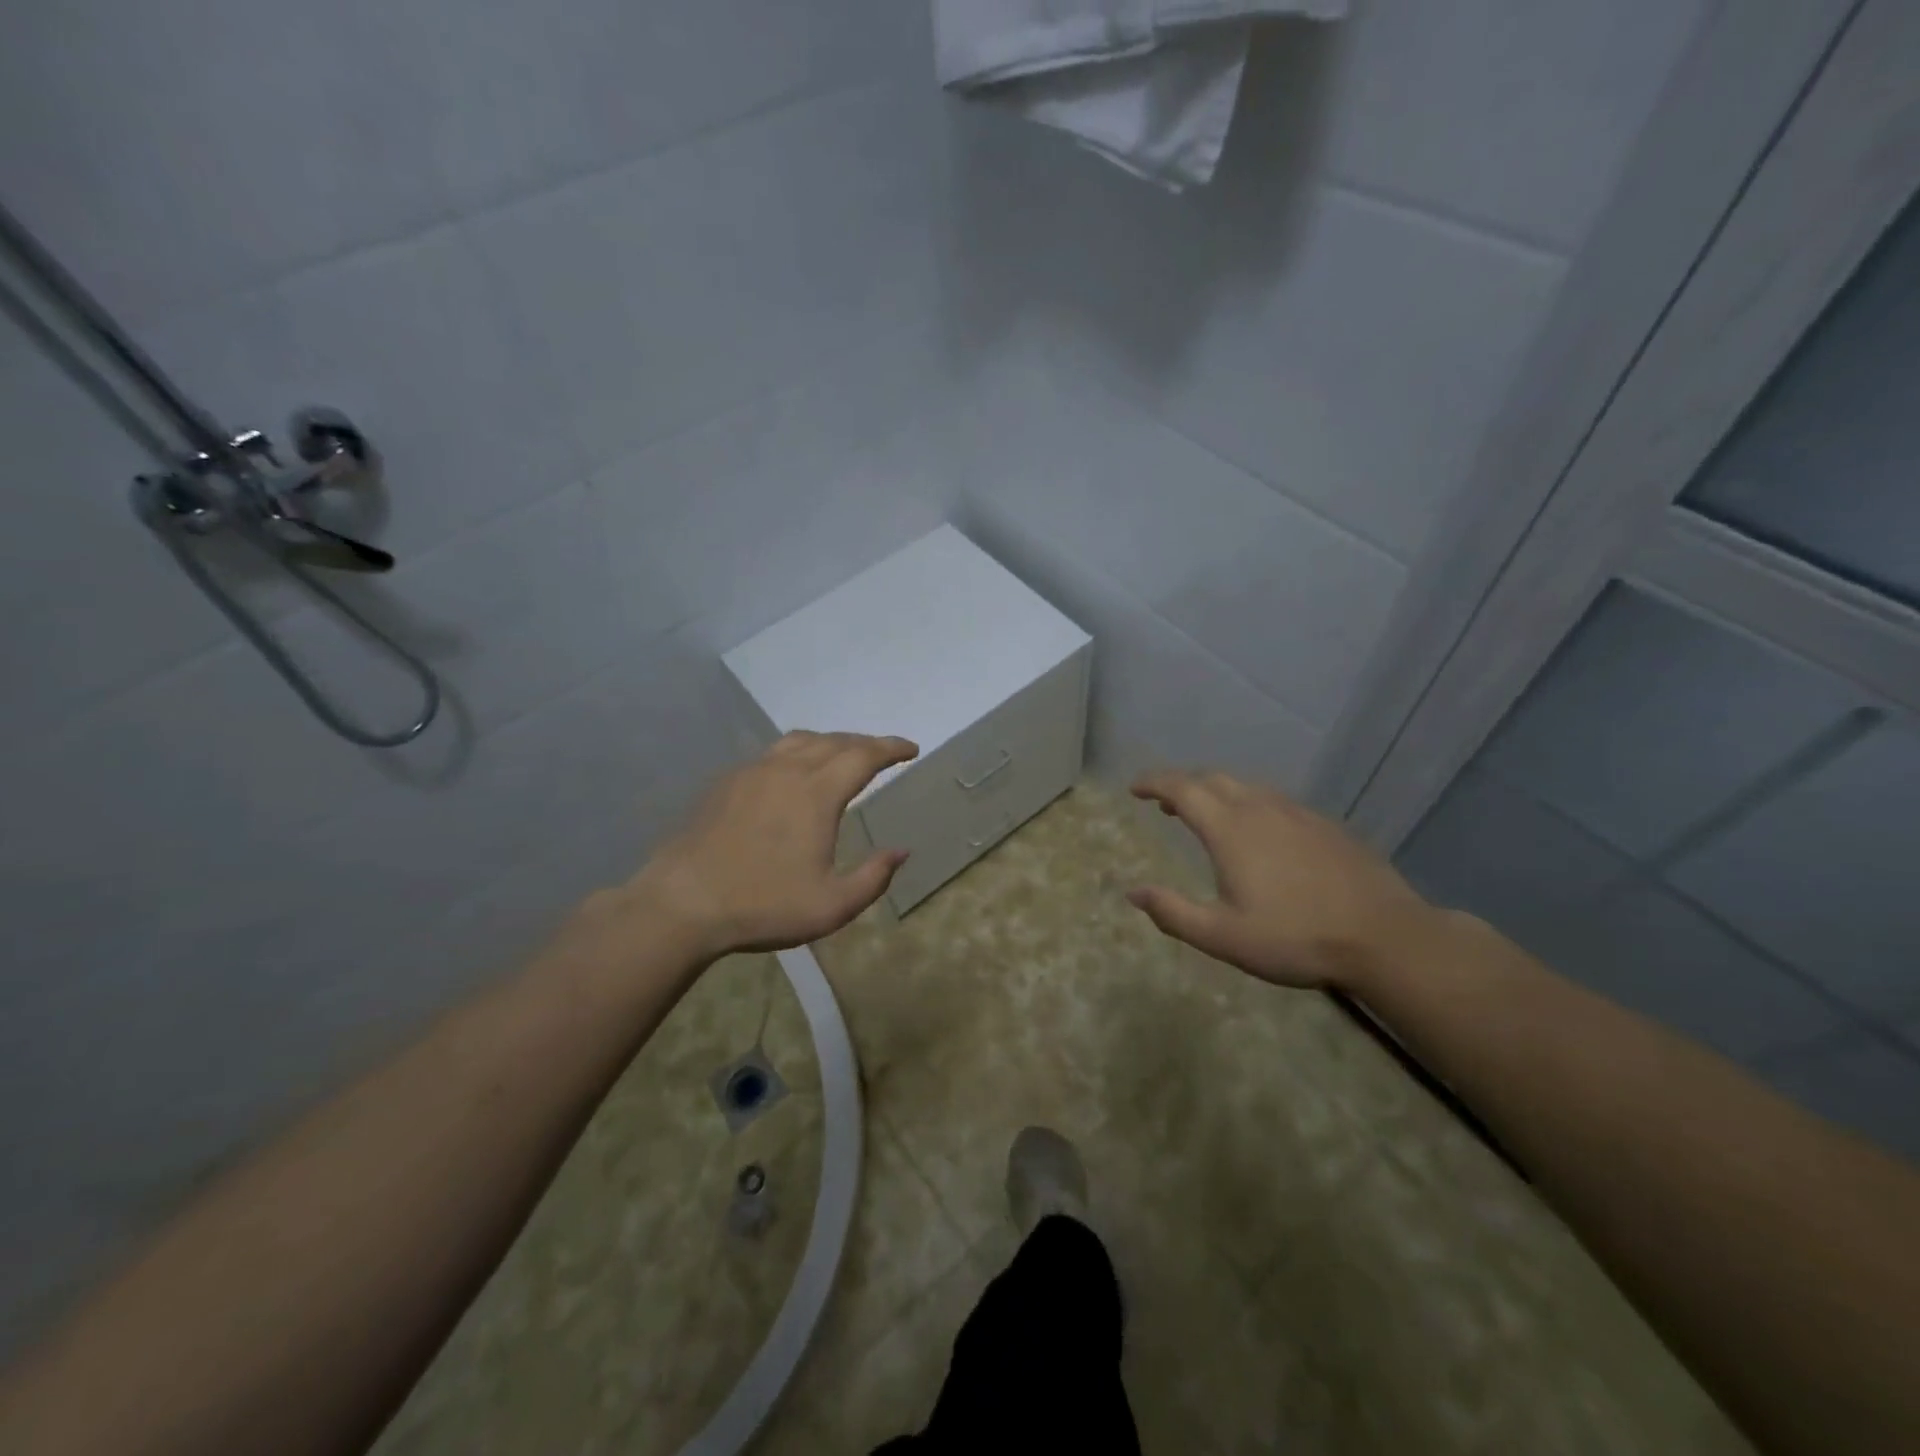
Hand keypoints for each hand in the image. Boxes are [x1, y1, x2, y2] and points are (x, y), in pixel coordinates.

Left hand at [633, 730, 918, 960]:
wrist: (682, 902)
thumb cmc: (763, 905)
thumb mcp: (832, 906)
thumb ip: (874, 877)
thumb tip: (901, 851)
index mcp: (817, 793)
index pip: (864, 755)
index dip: (891, 748)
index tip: (911, 749)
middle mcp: (787, 770)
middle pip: (835, 741)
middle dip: (865, 743)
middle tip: (884, 753)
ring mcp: (752, 772)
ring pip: (800, 741)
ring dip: (830, 742)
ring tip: (843, 755)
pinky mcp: (726, 782)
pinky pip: (773, 753)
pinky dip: (798, 753)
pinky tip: (794, 774)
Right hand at [1126, 769, 1437, 989]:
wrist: (1386, 937)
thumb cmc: (1296, 938)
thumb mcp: (1223, 937)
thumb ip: (1173, 913)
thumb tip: (1133, 893)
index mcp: (1230, 829)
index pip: (1181, 789)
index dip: (1153, 783)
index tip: (1134, 788)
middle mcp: (1260, 808)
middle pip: (1212, 779)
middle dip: (1182, 785)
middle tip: (1165, 804)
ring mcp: (1297, 813)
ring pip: (1246, 786)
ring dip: (1216, 792)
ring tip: (1207, 815)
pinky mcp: (1325, 824)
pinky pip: (1275, 800)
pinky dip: (1250, 803)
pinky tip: (1260, 832)